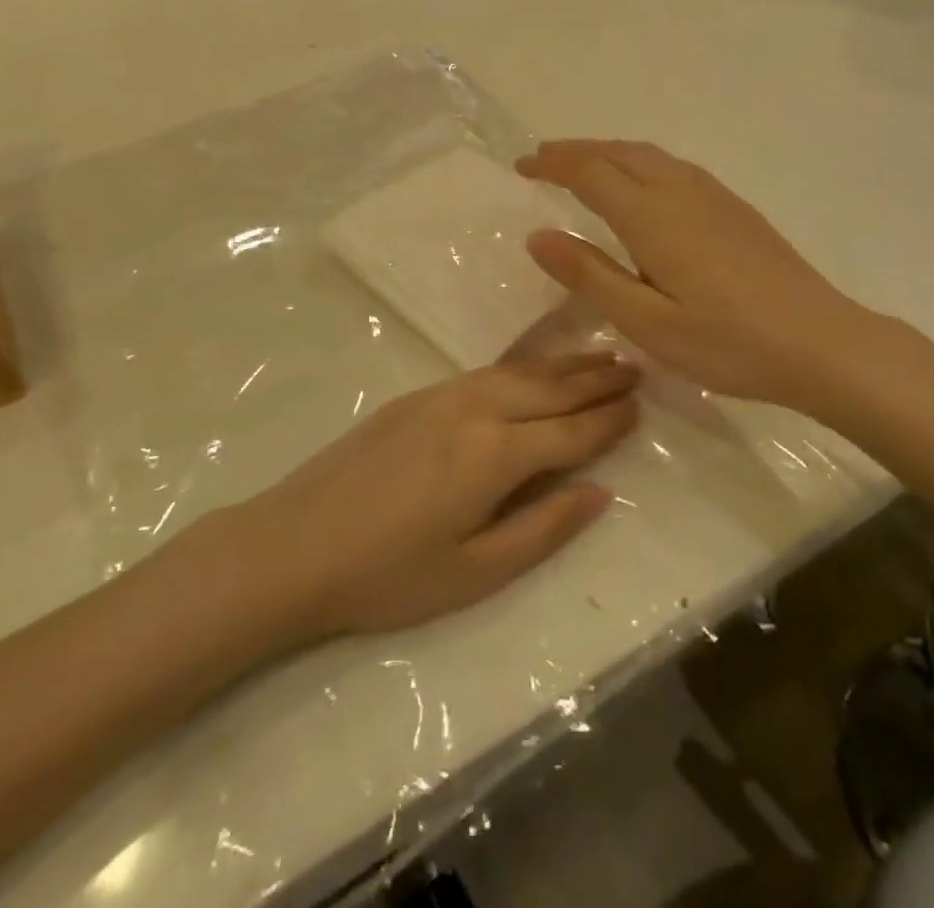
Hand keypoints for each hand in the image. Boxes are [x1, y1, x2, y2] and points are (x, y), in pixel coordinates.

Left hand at [242, 355, 639, 637]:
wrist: (293, 545)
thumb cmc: (387, 576)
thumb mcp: (474, 573)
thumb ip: (544, 529)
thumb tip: (600, 491)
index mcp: (494, 455)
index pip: (569, 431)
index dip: (608, 420)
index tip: (640, 405)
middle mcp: (475, 410)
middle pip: (549, 389)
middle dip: (595, 379)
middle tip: (634, 367)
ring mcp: (442, 395)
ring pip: (518, 371)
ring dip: (563, 365)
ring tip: (598, 357)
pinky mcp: (417, 396)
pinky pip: (487, 372)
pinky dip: (523, 367)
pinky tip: (532, 369)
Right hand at [516, 141, 908, 415]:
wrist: (820, 343)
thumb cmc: (727, 342)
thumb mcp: (647, 321)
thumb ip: (590, 275)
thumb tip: (538, 235)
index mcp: (653, 217)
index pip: (590, 173)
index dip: (553, 164)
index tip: (522, 165)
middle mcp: (681, 192)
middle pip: (619, 153)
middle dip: (577, 150)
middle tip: (543, 158)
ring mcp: (714, 196)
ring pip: (650, 155)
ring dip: (609, 151)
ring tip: (583, 163)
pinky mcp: (736, 209)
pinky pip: (674, 167)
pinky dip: (641, 162)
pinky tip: (644, 185)